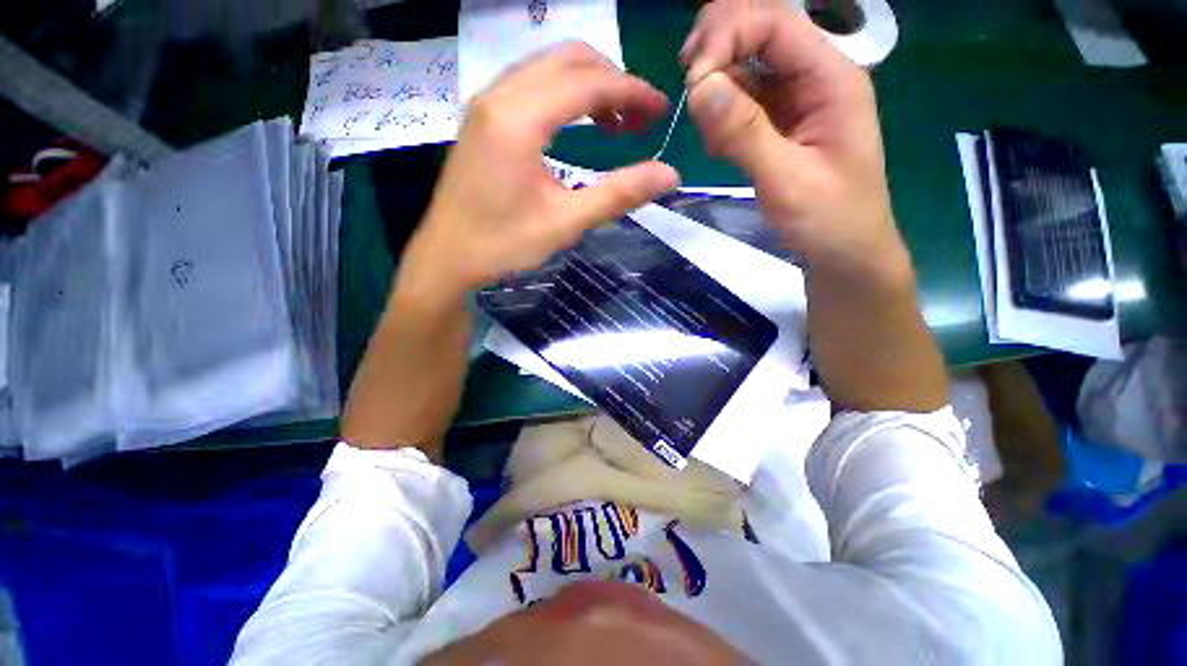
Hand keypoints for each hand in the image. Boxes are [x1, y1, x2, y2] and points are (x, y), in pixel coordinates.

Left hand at [400, 42, 680, 298]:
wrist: (448, 258)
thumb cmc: (503, 244)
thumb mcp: (566, 222)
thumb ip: (619, 194)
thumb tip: (669, 175)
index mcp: (519, 118)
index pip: (588, 82)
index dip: (632, 91)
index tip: (661, 109)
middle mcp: (499, 96)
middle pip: (568, 59)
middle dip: (613, 81)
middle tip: (639, 119)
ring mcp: (486, 104)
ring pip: (548, 68)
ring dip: (588, 86)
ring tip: (614, 124)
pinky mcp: (482, 119)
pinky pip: (530, 86)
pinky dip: (563, 95)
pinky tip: (577, 126)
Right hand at [682, 1, 908, 279]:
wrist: (844, 252)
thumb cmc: (828, 219)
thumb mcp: (786, 180)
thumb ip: (744, 132)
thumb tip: (698, 86)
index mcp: (830, 77)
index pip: (774, 21)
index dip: (726, 36)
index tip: (692, 83)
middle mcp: (814, 75)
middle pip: (758, 30)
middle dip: (716, 50)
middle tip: (690, 93)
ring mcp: (796, 98)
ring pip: (744, 65)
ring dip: (716, 90)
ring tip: (714, 140)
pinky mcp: (779, 121)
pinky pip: (742, 100)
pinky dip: (721, 116)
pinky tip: (720, 147)